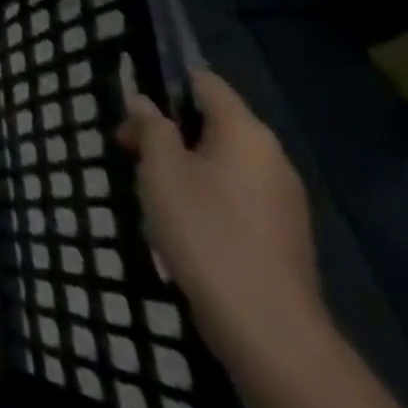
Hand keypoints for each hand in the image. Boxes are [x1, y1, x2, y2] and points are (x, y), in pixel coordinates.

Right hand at [117, 70, 322, 357]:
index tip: (130, 98)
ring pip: (220, 159)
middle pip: (211, 121)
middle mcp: (270, 157)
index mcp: (245, 132)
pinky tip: (177, 219)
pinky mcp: (280, 233)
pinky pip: (233, 192)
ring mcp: (281, 199)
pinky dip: (203, 192)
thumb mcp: (160, 168)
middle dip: (166, 128)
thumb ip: (150, 125)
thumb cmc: (205, 230)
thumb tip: (142, 100)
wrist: (266, 328)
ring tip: (147, 185)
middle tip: (126, 146)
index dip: (164, 79)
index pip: (204, 81)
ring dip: (181, 163)